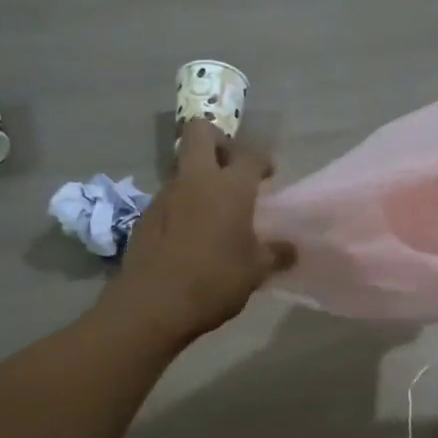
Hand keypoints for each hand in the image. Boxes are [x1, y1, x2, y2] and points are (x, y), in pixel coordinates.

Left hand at [106, 121, 294, 344]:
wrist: (153, 305)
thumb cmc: (215, 281)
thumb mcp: (256, 271)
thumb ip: (276, 254)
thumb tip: (291, 249)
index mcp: (230, 187)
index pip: (251, 154)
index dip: (263, 160)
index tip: (269, 174)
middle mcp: (196, 180)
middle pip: (201, 132)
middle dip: (219, 141)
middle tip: (233, 168)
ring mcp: (166, 195)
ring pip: (184, 167)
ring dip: (200, 177)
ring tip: (215, 211)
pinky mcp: (146, 216)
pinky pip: (170, 197)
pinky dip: (184, 205)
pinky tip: (192, 235)